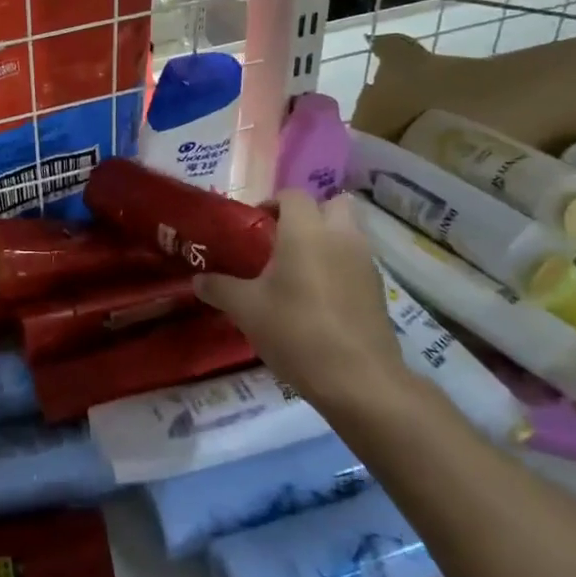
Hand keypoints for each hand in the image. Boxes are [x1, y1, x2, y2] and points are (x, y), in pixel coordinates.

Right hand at [194, 191, 409, 417]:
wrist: (358, 380)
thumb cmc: (296, 332)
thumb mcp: (246, 310)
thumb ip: (220, 288)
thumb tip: (198, 280)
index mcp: (306, 232)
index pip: (292, 196)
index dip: (271, 204)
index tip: (254, 227)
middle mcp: (341, 237)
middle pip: (333, 204)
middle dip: (310, 215)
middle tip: (282, 241)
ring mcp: (365, 263)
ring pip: (349, 233)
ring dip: (327, 241)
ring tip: (298, 272)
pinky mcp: (378, 290)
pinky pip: (356, 263)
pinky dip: (339, 268)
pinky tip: (318, 299)